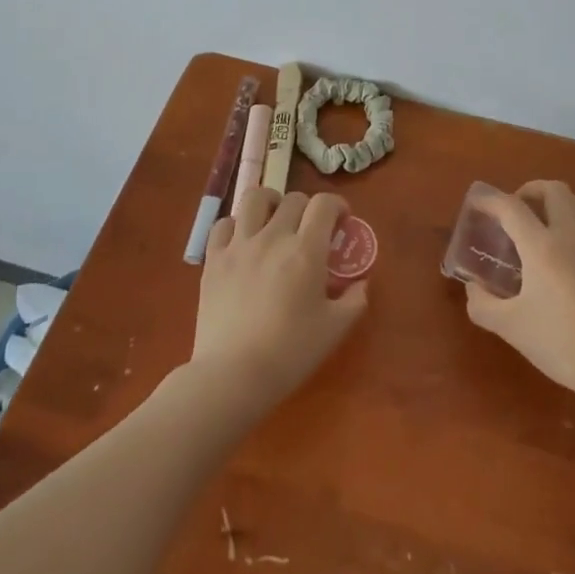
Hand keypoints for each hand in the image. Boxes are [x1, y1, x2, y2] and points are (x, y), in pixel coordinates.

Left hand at [192, 188, 368, 410]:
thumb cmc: (290, 352)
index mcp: (305, 250)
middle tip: (310, 230)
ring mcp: (239, 245)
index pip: (324, 204)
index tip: (341, 220)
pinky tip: (242, 242)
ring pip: (254, 199)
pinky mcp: (213, 259)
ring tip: (274, 220)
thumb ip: (355, 300)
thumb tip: (361, 283)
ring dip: (270, 203)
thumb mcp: (335, 329)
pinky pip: (223, 224)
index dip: (337, 205)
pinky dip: (235, 226)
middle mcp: (273, 237)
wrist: (233, 375)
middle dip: (308, 208)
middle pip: (293, 199)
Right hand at [463, 181, 574, 403]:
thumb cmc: (561, 343)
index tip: (476, 203)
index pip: (512, 207)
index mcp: (542, 246)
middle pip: (553, 189)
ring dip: (553, 201)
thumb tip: (473, 287)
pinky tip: (560, 251)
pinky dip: (570, 220)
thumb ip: (483, 304)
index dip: (490, 200)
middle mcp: (570, 235)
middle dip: (529, 191)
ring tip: (537, 225)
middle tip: (512, 212)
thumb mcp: (511, 327)